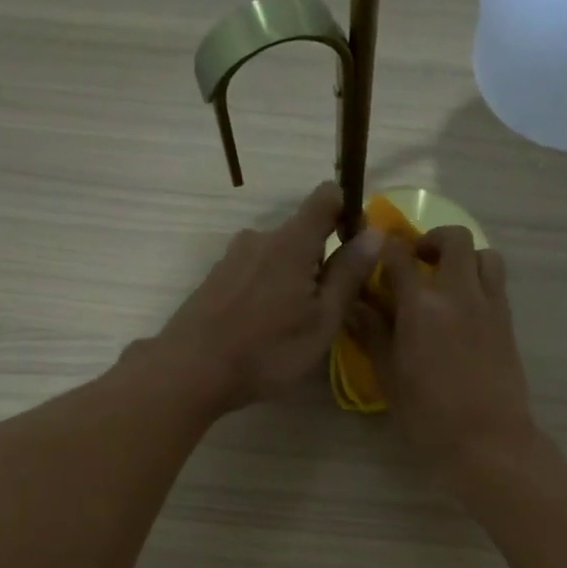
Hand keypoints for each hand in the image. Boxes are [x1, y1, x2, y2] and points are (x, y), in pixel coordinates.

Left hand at [152, 182, 380, 412]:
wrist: (191, 370)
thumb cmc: (268, 350)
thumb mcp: (322, 320)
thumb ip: (348, 274)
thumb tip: (375, 232)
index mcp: (292, 241)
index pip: (326, 197)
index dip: (348, 210)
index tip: (357, 245)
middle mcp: (261, 237)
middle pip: (302, 233)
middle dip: (322, 259)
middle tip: (328, 306)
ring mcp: (233, 256)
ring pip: (278, 255)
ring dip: (293, 277)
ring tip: (294, 322)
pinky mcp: (216, 277)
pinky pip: (255, 271)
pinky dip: (269, 288)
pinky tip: (265, 326)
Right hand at [348, 226, 537, 472]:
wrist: (487, 437)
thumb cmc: (428, 413)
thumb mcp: (388, 374)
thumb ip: (372, 332)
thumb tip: (353, 304)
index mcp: (421, 304)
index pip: (399, 255)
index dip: (384, 248)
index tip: (375, 255)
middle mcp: (458, 291)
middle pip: (452, 238)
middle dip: (431, 241)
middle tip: (416, 262)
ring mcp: (488, 303)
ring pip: (484, 254)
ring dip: (464, 257)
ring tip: (447, 281)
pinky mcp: (507, 320)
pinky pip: (496, 281)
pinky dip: (480, 279)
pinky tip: (465, 308)